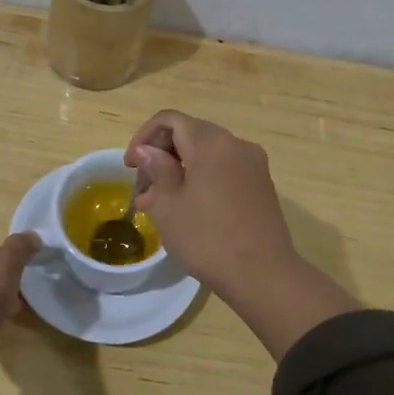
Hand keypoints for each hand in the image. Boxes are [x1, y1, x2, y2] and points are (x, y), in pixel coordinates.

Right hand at [122, 111, 296, 296]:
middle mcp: (236, 144)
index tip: (131, 166)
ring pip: (208, 153)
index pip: (170, 120)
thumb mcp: (168, 205)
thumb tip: (148, 151)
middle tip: (144, 187)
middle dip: (163, 154)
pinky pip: (225, 170)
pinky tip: (190, 209)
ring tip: (161, 202)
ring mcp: (254, 165)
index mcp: (211, 142)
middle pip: (191, 133)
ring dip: (181, 169)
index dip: (144, 136)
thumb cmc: (206, 238)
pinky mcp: (262, 186)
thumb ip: (156, 169)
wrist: (262, 274)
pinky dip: (203, 179)